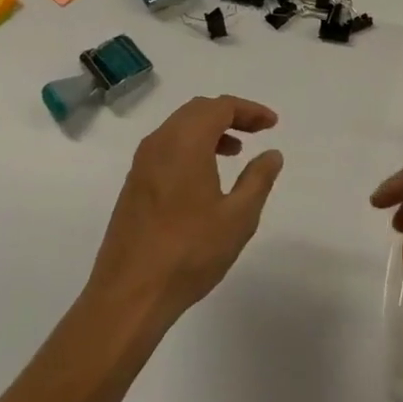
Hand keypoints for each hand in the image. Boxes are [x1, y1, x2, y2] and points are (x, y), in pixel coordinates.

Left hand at [88, 95, 283, 330]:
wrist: (129, 294)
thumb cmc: (189, 252)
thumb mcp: (237, 217)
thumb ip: (258, 179)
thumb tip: (272, 153)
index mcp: (185, 142)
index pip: (221, 107)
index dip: (249, 110)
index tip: (272, 124)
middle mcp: (160, 142)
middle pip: (198, 110)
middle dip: (230, 115)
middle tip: (257, 131)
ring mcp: (142, 163)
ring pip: (180, 127)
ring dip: (209, 130)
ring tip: (235, 152)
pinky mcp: (134, 183)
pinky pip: (166, 147)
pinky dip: (191, 146)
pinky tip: (205, 176)